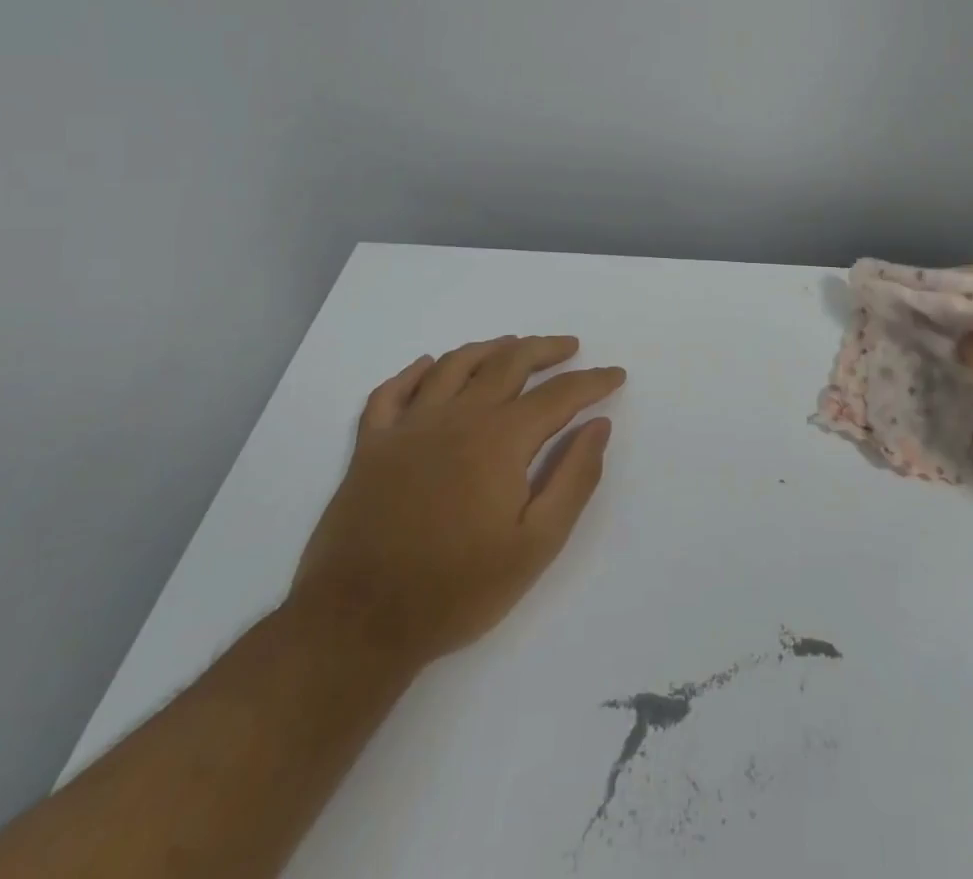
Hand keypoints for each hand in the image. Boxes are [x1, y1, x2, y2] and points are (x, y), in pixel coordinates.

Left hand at [289, 336, 620, 669]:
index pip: (559, 395)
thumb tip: (599, 426)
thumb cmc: (457, 590)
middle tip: (569, 347)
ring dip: (490, 349)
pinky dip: (414, 372)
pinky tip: (430, 366)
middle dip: (545, 349)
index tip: (616, 375)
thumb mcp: (536, 545)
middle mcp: (457, 418)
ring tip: (512, 346)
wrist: (357, 627)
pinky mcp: (371, 447)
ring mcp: (408, 428)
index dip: (593, 381)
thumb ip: (574, 478)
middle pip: (509, 363)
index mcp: (500, 439)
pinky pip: (392, 393)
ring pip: (455, 366)